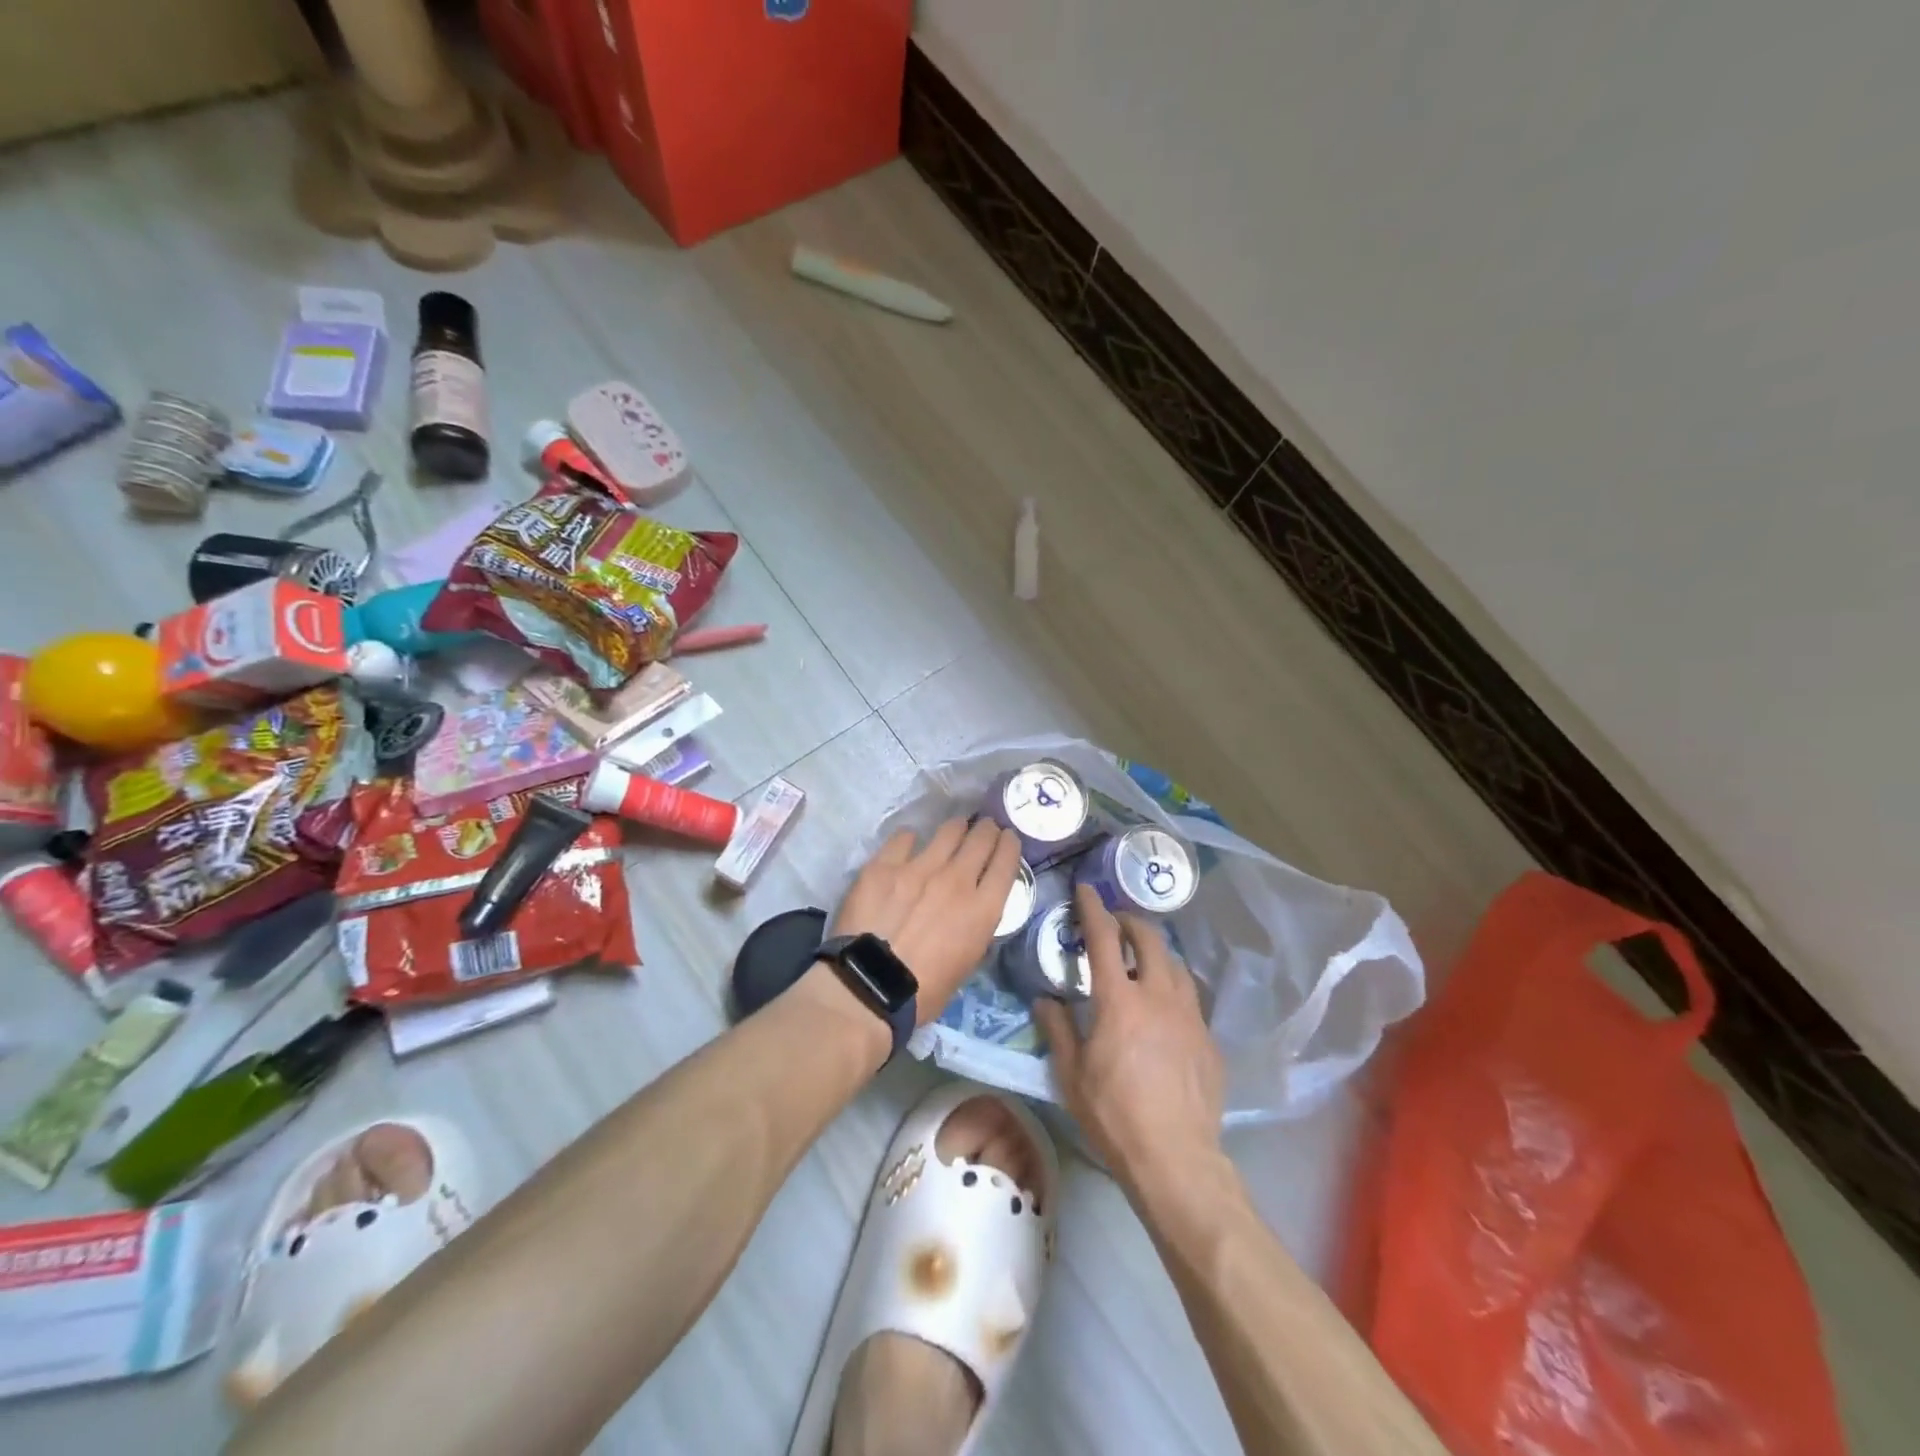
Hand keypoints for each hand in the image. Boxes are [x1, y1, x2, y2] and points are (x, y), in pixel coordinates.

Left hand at [833, 817, 1022, 1025]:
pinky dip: (911, 839)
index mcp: (982, 909)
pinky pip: (904, 838)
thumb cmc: (923, 990)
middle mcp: (957, 879)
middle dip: (987, 829)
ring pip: (948, 831)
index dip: (1009, 845)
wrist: (869, 986)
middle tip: (985, 827)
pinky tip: (909, 843)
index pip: (1006, 862)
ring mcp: (919, 867)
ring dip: (957, 827)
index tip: (1007, 838)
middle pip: (981, 838)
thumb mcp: (967, 963)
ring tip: (955, 828)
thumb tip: (972, 910)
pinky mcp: (885, 865)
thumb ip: (975, 927)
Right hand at [1034, 886, 1225, 1201]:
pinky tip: (1166, 1007)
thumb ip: (1058, 1029)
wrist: (1177, 1159)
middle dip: (1130, 922)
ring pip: (1176, 964)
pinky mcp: (1209, 1039)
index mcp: (1119, 1000)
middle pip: (1149, 939)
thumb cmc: (1114, 1115)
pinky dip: (1174, 987)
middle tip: (1115, 924)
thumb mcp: (1072, 1074)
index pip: (1104, 938)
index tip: (1086, 889)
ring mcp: (1190, 1016)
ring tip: (1143, 959)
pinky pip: (1191, 998)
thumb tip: (1045, 1000)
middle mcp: (1158, 996)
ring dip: (1156, 952)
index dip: (1093, 908)